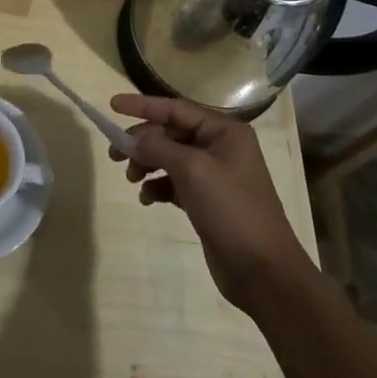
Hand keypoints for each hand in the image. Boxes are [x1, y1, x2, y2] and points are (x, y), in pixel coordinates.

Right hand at [111, 94, 308, 311]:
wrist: (263, 272)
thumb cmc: (231, 210)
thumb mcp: (192, 170)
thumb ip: (158, 147)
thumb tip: (134, 139)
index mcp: (225, 131)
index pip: (176, 108)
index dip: (142, 105)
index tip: (113, 105)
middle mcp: (221, 148)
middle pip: (171, 133)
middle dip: (142, 141)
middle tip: (114, 154)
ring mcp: (215, 176)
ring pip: (170, 158)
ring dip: (148, 164)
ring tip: (131, 178)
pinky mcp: (207, 202)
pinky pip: (174, 183)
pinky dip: (158, 187)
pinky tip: (147, 198)